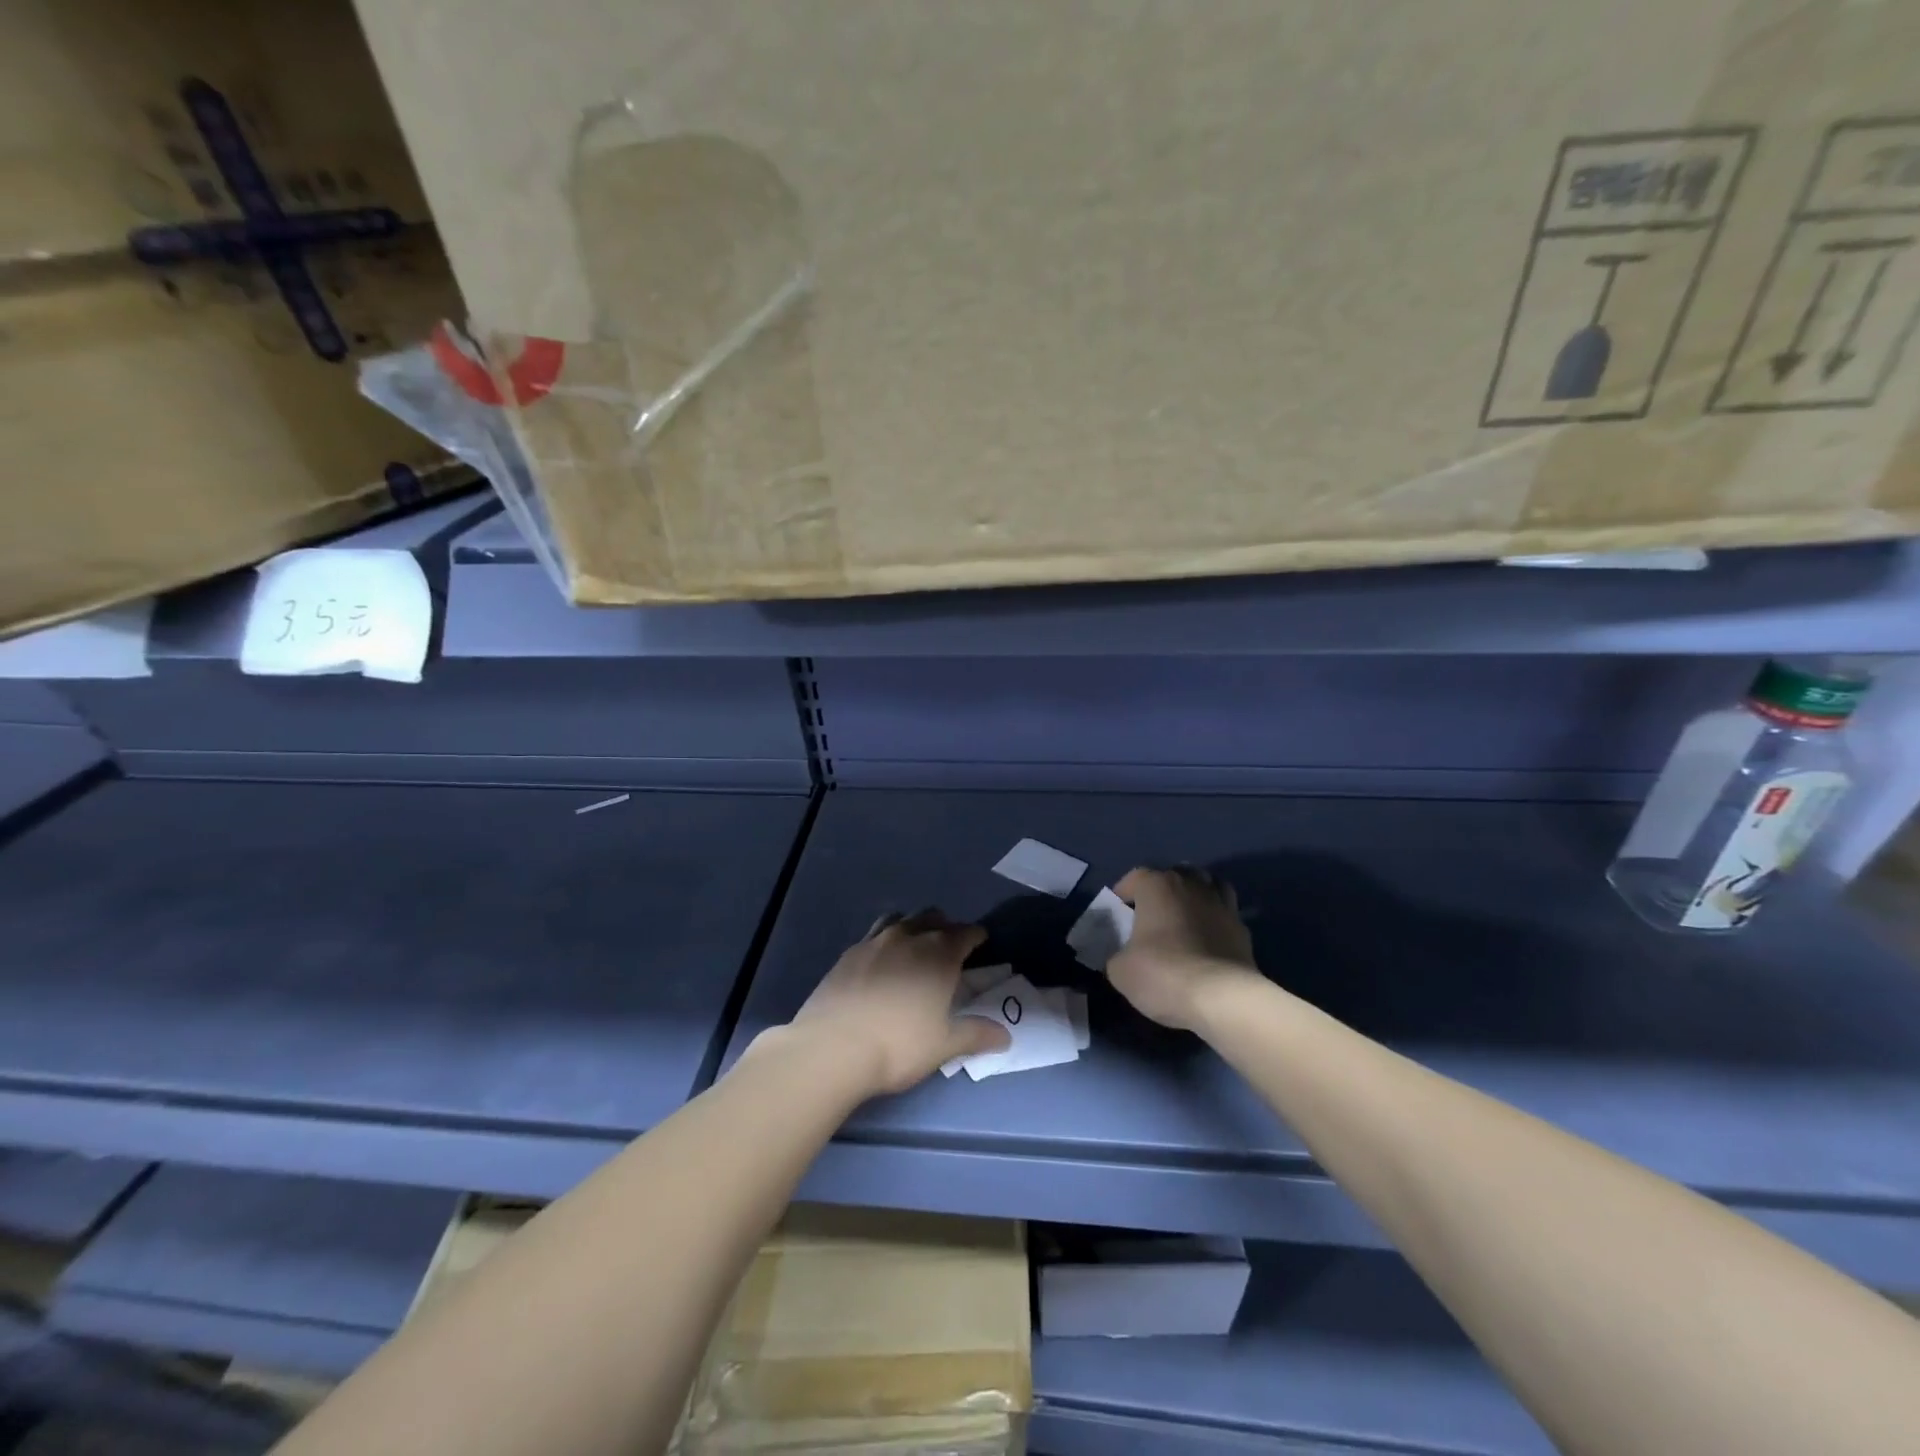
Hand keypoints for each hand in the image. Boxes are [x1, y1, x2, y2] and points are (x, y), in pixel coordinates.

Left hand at [788, 910, 1011, 1095]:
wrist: (832, 1047)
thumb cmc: (898, 1046)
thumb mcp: (943, 1046)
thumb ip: (975, 1035)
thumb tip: (1005, 1036)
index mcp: (939, 955)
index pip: (965, 933)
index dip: (976, 936)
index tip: (981, 941)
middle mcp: (909, 938)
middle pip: (932, 917)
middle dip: (945, 926)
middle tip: (949, 944)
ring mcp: (874, 941)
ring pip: (901, 918)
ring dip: (913, 925)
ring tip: (915, 944)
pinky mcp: (848, 953)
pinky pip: (874, 934)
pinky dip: (884, 939)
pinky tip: (881, 960)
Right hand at [1107, 866, 1258, 1031]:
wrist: (1223, 998)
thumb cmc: (1163, 973)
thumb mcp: (1120, 970)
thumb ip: (1117, 955)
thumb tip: (1123, 957)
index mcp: (1157, 886)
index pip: (1135, 877)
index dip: (1123, 892)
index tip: (1118, 912)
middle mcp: (1191, 885)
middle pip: (1174, 874)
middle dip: (1162, 889)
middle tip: (1151, 913)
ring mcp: (1221, 904)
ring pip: (1207, 885)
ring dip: (1194, 895)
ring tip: (1184, 917)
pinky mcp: (1243, 928)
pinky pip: (1225, 913)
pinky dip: (1215, 919)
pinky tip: (1208, 939)